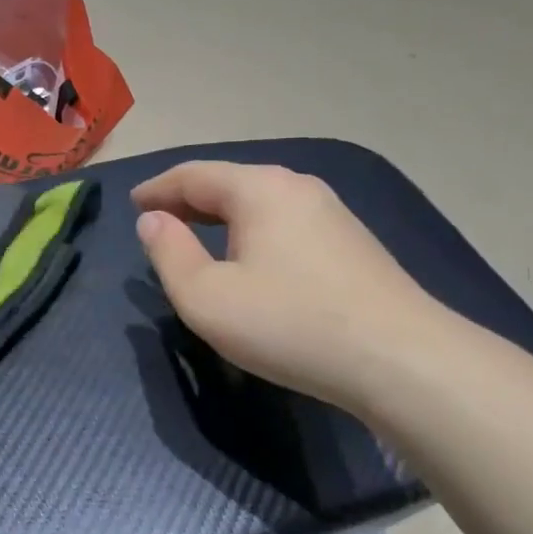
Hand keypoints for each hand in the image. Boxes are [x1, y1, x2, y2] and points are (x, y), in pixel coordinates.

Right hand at [132, 162, 446, 412]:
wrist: (400, 359)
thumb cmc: (289, 323)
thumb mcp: (207, 297)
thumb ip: (169, 253)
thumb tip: (153, 221)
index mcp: (258, 189)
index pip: (193, 175)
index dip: (157, 189)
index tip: (132, 204)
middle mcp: (297, 187)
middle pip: (229, 183)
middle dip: (187, 200)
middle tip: (157, 220)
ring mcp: (331, 213)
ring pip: (260, 203)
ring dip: (221, 217)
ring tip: (196, 238)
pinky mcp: (351, 242)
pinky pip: (285, 223)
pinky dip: (252, 231)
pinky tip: (250, 259)